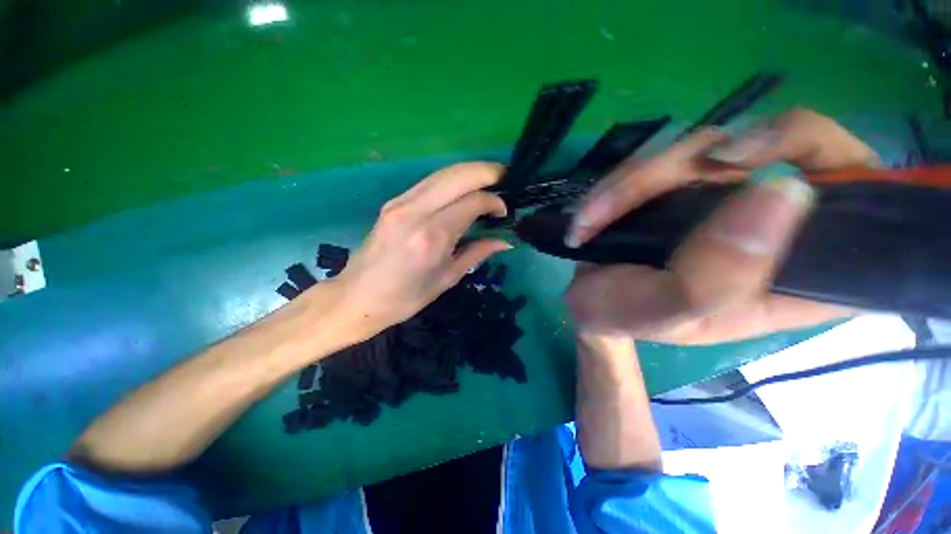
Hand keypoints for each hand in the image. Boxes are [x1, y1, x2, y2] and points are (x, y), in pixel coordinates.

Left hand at [331, 162, 510, 337]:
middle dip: (488, 172)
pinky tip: (463, 190)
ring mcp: (401, 202)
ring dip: (470, 172)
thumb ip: (477, 253)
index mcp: (432, 236)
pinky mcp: (393, 202)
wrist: (357, 297)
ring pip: (443, 173)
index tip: (504, 212)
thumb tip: (504, 241)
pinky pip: (430, 182)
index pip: (472, 201)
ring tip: (490, 181)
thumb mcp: (446, 279)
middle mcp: (416, 211)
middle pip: (459, 175)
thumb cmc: (404, 298)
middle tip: (506, 179)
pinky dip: (452, 180)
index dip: (494, 201)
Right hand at [566, 109, 871, 343]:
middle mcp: (775, 227)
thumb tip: (784, 188)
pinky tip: (593, 212)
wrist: (589, 300)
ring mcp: (728, 197)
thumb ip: (717, 275)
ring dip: (638, 181)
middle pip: (797, 147)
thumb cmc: (626, 315)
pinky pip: (666, 157)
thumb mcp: (665, 312)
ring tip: (592, 219)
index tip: (779, 182)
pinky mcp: (686, 185)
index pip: (872, 215)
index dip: (854, 180)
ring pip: (714, 145)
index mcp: (797, 276)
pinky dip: (622, 182)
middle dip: (727, 155)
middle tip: (669, 176)